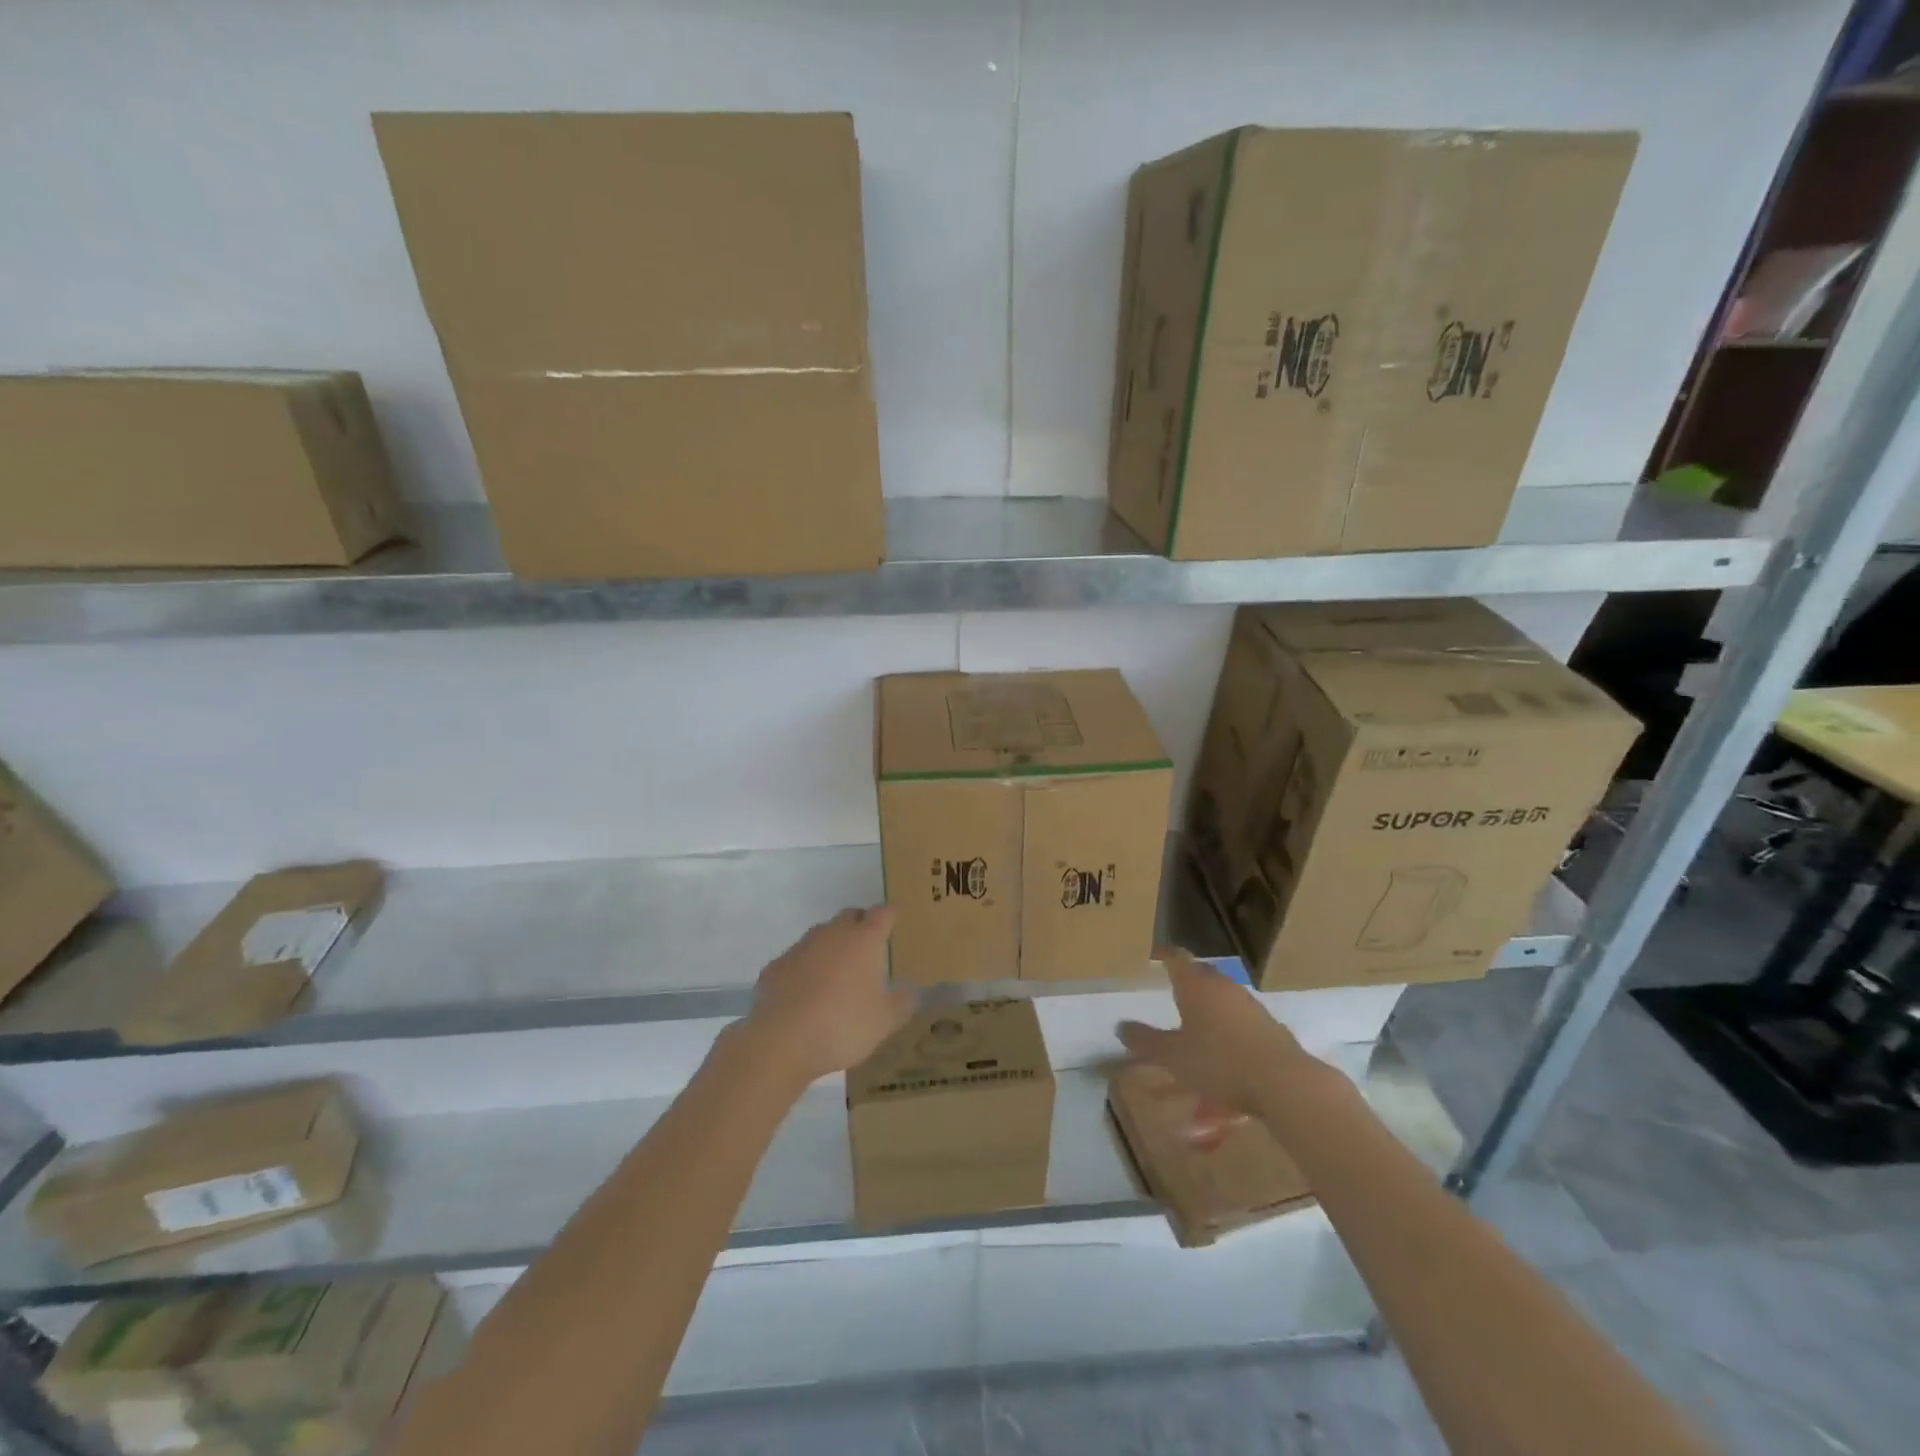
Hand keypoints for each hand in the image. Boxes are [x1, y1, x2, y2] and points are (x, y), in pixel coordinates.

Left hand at [740, 907, 913, 1086]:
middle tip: (868, 948)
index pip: (882, 913)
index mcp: (864, 940)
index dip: (889, 915)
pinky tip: (805, 993)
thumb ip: (903, 1002)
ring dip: (831, 946)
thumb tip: (910, 991)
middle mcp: (832, 934)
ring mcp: (800, 948)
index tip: (894, 921)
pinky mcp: (775, 966)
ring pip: (821, 935)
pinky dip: (805, 968)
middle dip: (860, 925)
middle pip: (849, 916)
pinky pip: (796, 959)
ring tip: (837, 973)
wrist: (781, 1041)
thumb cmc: (843, 1025)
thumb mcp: (885, 1021)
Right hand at [1117, 948, 1322, 1115]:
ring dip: (1208, 1002)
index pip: (1176, 957)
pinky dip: (1227, 1023)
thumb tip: (1120, 1026)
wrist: (1283, 1082)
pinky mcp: (1269, 1025)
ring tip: (1196, 1020)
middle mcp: (1222, 986)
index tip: (1153, 955)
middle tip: (1170, 987)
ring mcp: (1249, 1004)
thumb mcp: (1173, 1056)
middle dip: (1186, 978)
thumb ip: (1145, 1041)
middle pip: (1201, 973)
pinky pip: (1239, 1016)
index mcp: (1195, 985)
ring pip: (1222, 994)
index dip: (1163, 954)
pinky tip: (1224, 1046)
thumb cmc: (1220, 1062)